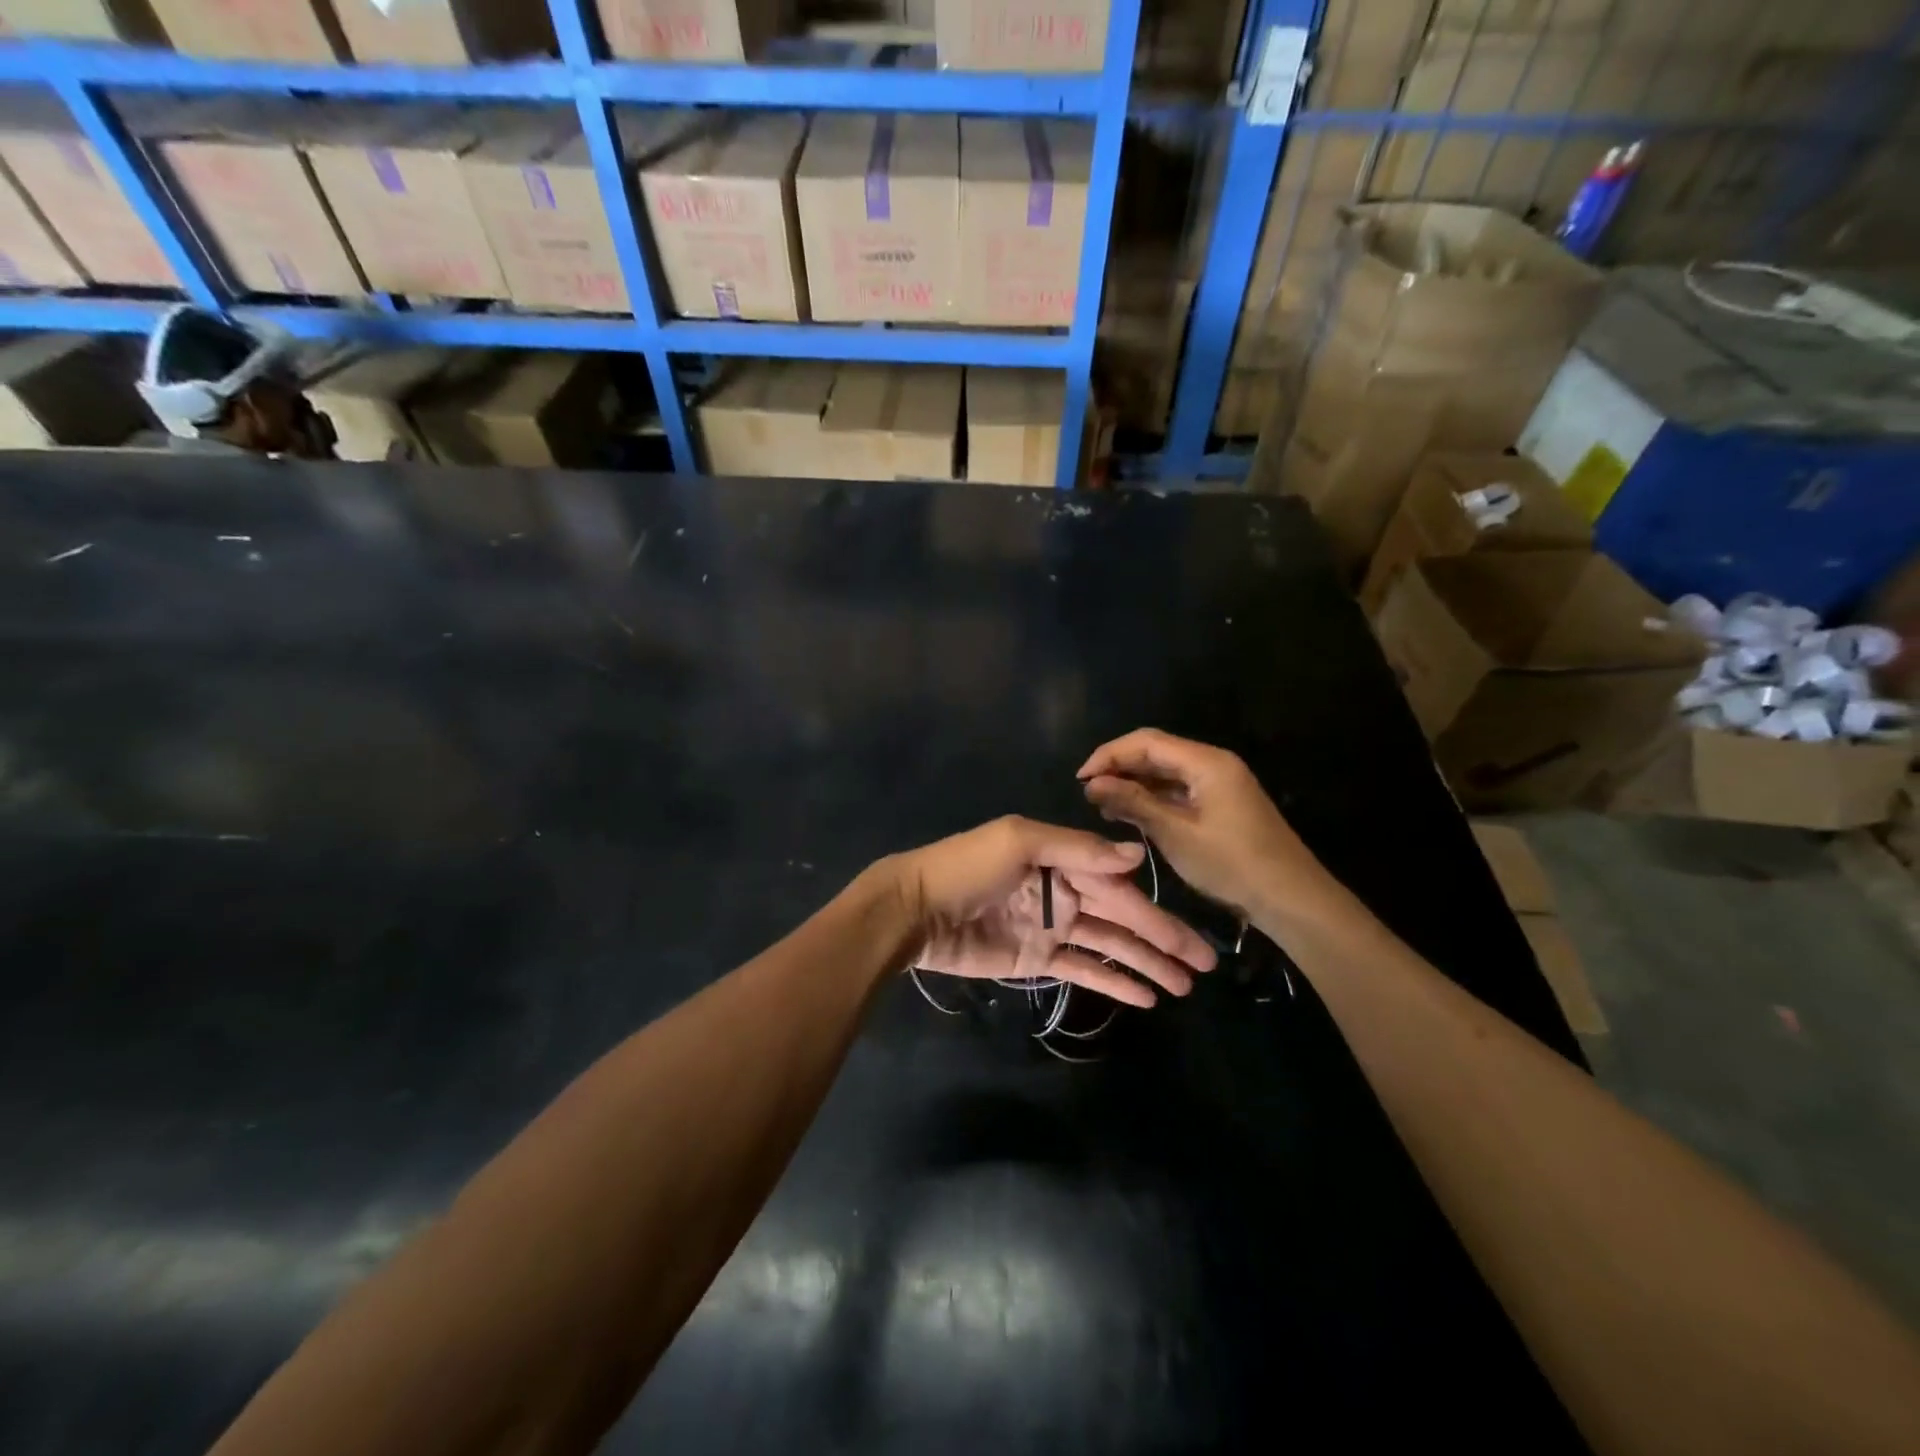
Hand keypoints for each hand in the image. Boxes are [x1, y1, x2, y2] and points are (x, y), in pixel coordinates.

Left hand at [884, 816, 1215, 1008]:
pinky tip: (1145, 996)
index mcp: (1062, 859)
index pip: (1119, 885)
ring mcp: (1051, 928)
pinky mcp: (1037, 960)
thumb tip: (1135, 856)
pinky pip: (1083, 969)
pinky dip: (1113, 980)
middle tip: (1205, 965)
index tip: (1194, 933)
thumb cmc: (966, 868)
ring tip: (1183, 985)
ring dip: (1146, 963)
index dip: (1157, 910)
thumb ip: (1077, 849)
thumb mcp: (1020, 842)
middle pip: (1123, 917)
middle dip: (1164, 940)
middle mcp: (1063, 892)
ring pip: (1110, 946)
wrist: (914, 910)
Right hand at [1078, 729, 1338, 924]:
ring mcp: (1219, 783)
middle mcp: (1213, 763)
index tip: (1080, 779)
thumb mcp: (1175, 834)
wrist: (1291, 899)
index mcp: (1206, 761)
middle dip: (1119, 768)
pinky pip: (1179, 790)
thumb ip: (1133, 803)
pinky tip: (1131, 815)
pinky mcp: (1221, 803)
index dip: (1108, 755)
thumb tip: (1092, 783)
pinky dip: (1152, 799)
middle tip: (1087, 794)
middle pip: (1156, 752)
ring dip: (1133, 784)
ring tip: (1102, 806)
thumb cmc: (1232, 864)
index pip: (1146, 741)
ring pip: (1165, 772)